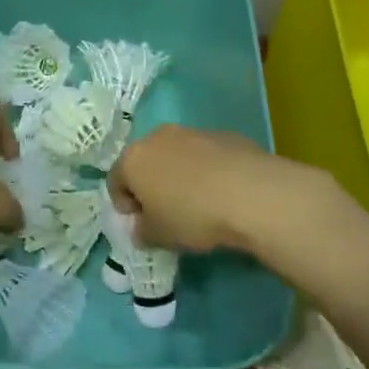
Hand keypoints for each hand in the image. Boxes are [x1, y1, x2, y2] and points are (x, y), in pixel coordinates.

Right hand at [109, 124, 330, 252]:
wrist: (252, 193)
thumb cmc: (193, 215)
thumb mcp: (160, 236)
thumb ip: (143, 232)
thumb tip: (142, 229)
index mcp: (133, 159)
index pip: (115, 181)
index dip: (124, 205)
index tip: (140, 224)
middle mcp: (158, 138)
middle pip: (145, 162)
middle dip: (151, 185)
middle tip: (166, 212)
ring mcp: (193, 132)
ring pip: (176, 155)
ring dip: (179, 175)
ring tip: (198, 202)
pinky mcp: (225, 134)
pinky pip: (205, 155)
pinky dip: (207, 170)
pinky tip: (223, 192)